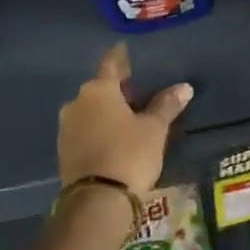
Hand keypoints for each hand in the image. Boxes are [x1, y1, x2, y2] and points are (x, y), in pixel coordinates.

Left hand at [57, 44, 193, 198]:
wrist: (97, 201)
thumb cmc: (129, 154)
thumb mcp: (154, 129)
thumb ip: (166, 105)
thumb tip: (184, 87)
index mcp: (99, 90)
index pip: (111, 64)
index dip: (120, 57)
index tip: (124, 48)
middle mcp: (78, 102)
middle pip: (99, 88)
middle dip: (116, 89)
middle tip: (136, 91)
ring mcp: (67, 127)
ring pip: (90, 110)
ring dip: (106, 110)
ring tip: (127, 117)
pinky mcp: (64, 150)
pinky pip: (84, 130)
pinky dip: (98, 128)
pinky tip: (113, 137)